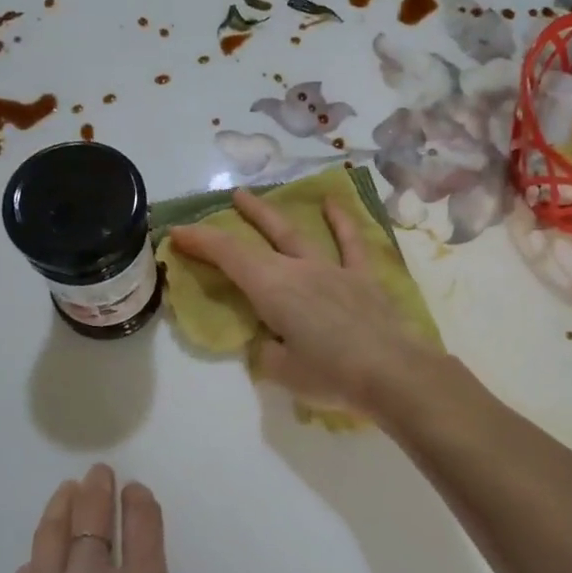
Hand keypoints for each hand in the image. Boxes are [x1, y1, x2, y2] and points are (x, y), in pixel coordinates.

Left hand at [0, 464, 216, 572]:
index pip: (143, 529)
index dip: (139, 504)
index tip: (134, 490)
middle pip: (95, 520)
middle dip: (99, 491)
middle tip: (97, 474)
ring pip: (54, 535)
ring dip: (62, 508)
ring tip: (66, 492)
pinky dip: (36, 561)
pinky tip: (37, 560)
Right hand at [169, 189, 439, 415]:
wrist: (393, 374)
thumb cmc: (331, 375)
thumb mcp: (282, 372)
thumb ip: (267, 351)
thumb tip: (270, 341)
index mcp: (273, 289)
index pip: (229, 257)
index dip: (201, 242)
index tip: (178, 232)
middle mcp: (299, 269)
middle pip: (261, 238)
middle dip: (237, 220)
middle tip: (223, 201)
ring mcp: (333, 269)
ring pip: (297, 234)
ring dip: (272, 215)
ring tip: (253, 197)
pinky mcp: (362, 278)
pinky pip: (350, 243)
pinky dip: (340, 222)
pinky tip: (333, 203)